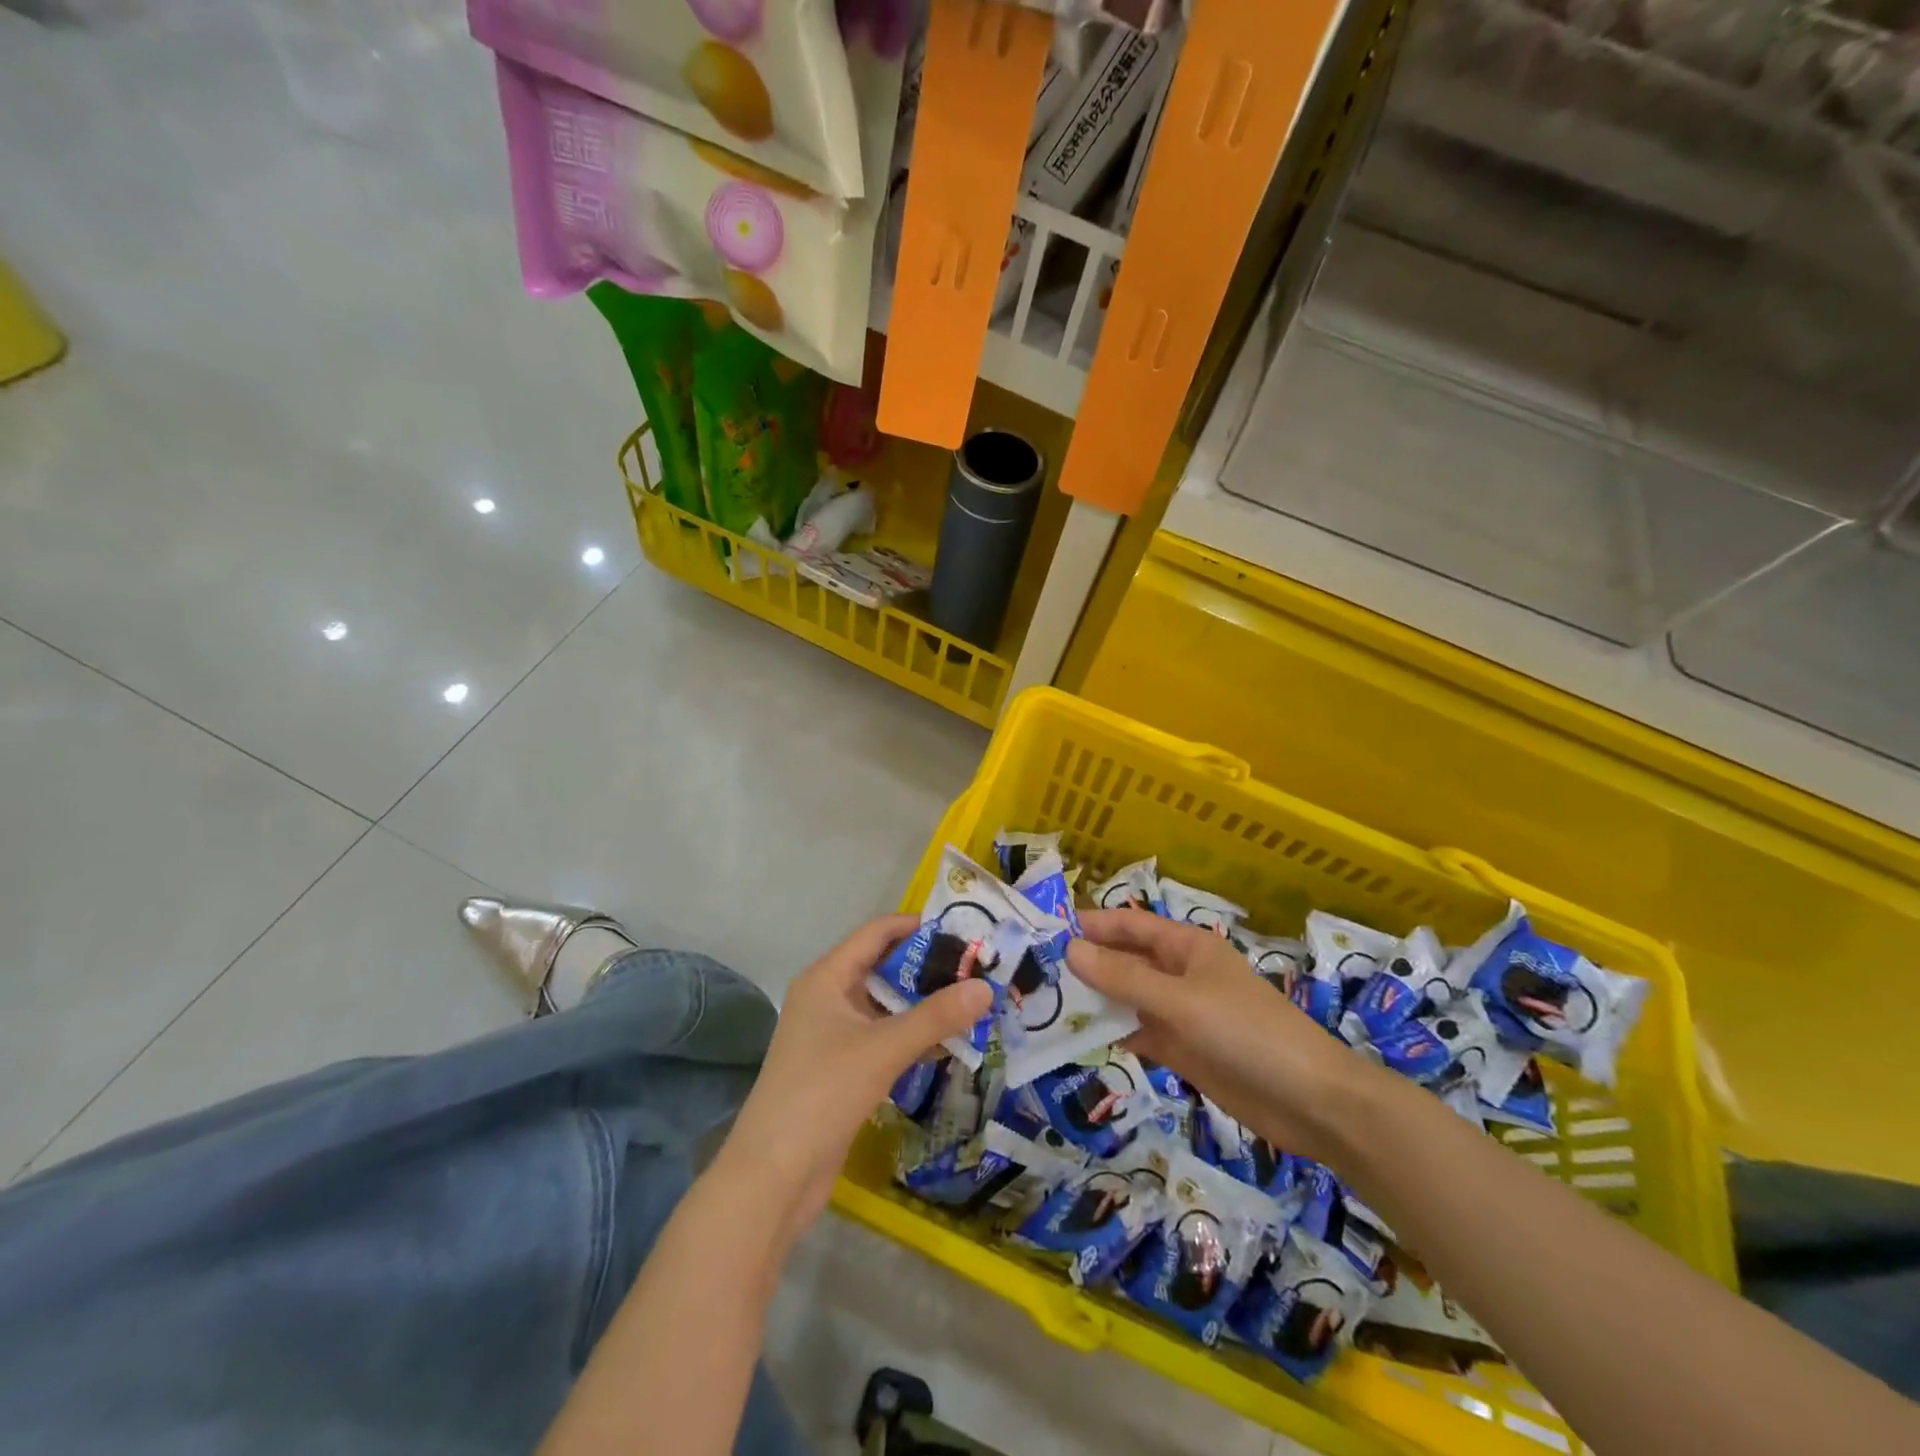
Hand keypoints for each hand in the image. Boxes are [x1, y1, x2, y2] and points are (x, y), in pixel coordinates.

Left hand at [720, 915, 993, 1241]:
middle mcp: (828, 997)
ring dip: (924, 1005)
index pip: (877, 932)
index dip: (918, 927)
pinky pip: (883, 1038)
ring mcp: (832, 1035)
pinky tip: (948, 1044)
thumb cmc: (823, 1093)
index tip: (964, 931)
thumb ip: (936, 1016)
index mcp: (827, 977)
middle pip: (884, 968)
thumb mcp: (884, 1048)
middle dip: (929, 969)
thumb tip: (986, 987)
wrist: (773, 1176)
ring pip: (886, 1006)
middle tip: (978, 970)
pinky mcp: (841, 1069)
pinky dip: (913, 1037)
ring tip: (972, 1003)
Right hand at [1066, 909, 1380, 1163]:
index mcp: (1186, 947)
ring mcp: (1181, 1014)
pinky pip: (1138, 1034)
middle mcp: (1180, 974)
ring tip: (1044, 1006)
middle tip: (1034, 974)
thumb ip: (1124, 979)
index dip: (1091, 924)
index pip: (1129, 925)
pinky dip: (1112, 1035)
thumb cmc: (1247, 1033)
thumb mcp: (1180, 1002)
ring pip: (1127, 999)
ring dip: (1094, 1002)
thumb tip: (1070, 950)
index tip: (1046, 930)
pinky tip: (1078, 1041)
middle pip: (1125, 962)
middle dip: (1086, 965)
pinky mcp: (1183, 1050)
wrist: (1311, 1103)